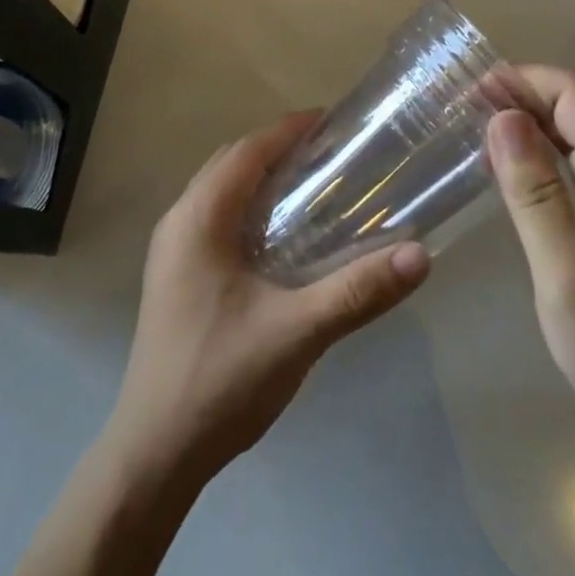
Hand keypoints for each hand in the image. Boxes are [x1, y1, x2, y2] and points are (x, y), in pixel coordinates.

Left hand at [106, 112, 431, 482]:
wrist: (154, 453)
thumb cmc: (221, 379)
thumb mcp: (297, 332)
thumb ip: (357, 290)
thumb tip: (420, 255)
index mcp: (199, 217)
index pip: (248, 150)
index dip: (289, 129)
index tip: (332, 122)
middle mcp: (179, 220)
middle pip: (232, 162)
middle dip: (278, 148)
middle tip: (329, 153)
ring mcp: (171, 249)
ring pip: (220, 190)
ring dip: (261, 177)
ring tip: (311, 184)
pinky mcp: (174, 274)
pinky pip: (214, 217)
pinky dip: (247, 206)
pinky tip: (279, 235)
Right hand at [489, 66, 574, 446]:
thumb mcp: (567, 278)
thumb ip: (534, 195)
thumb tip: (502, 117)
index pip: (573, 94)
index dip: (521, 80)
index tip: (468, 92)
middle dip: (518, 94)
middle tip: (458, 107)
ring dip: (526, 119)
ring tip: (472, 127)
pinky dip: (540, 150)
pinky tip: (507, 166)